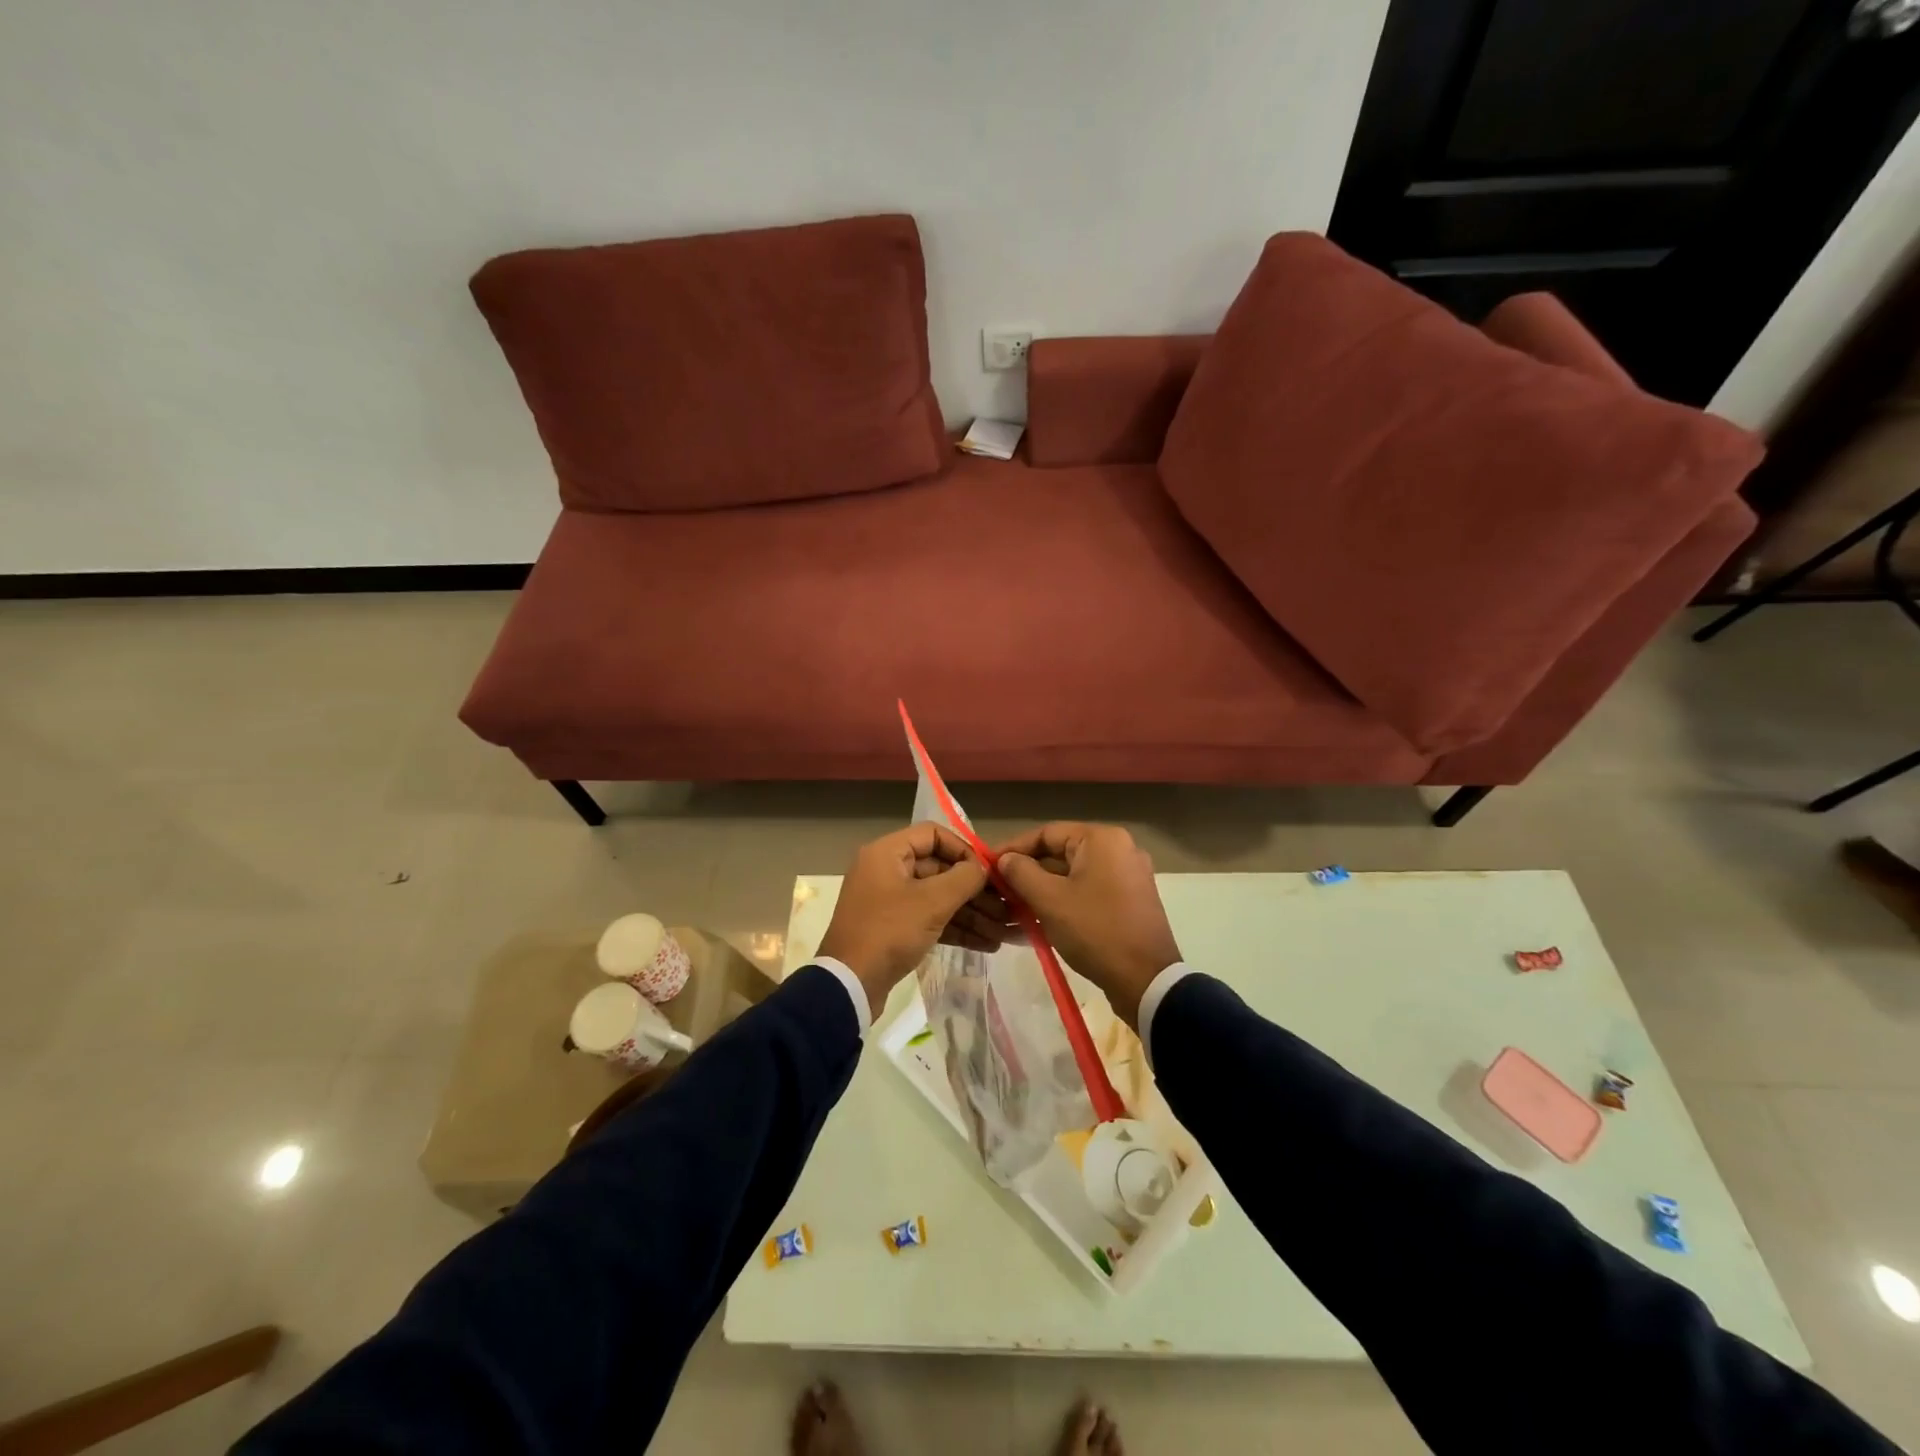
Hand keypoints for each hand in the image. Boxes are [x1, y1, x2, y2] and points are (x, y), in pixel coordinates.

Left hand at [816, 823, 998, 1015]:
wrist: (849, 985)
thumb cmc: (889, 932)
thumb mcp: (931, 902)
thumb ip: (963, 878)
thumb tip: (982, 868)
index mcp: (887, 853)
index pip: (933, 835)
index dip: (964, 849)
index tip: (988, 871)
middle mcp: (887, 871)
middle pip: (940, 869)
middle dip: (975, 890)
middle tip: (1006, 907)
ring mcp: (890, 902)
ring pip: (939, 898)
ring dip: (971, 913)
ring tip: (1003, 931)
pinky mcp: (895, 929)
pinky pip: (931, 920)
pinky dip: (956, 929)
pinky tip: (987, 944)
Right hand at [995, 822, 1181, 1028]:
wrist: (1146, 981)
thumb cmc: (1095, 931)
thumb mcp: (1049, 900)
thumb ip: (1021, 873)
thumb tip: (1005, 860)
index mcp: (1102, 839)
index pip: (1046, 833)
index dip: (1014, 848)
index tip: (988, 864)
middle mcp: (1119, 848)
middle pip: (1061, 852)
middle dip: (1028, 871)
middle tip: (998, 889)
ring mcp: (1128, 874)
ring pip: (1073, 874)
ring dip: (1043, 888)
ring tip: (1013, 907)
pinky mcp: (1130, 899)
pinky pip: (1089, 890)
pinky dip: (1064, 900)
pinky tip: (1039, 918)